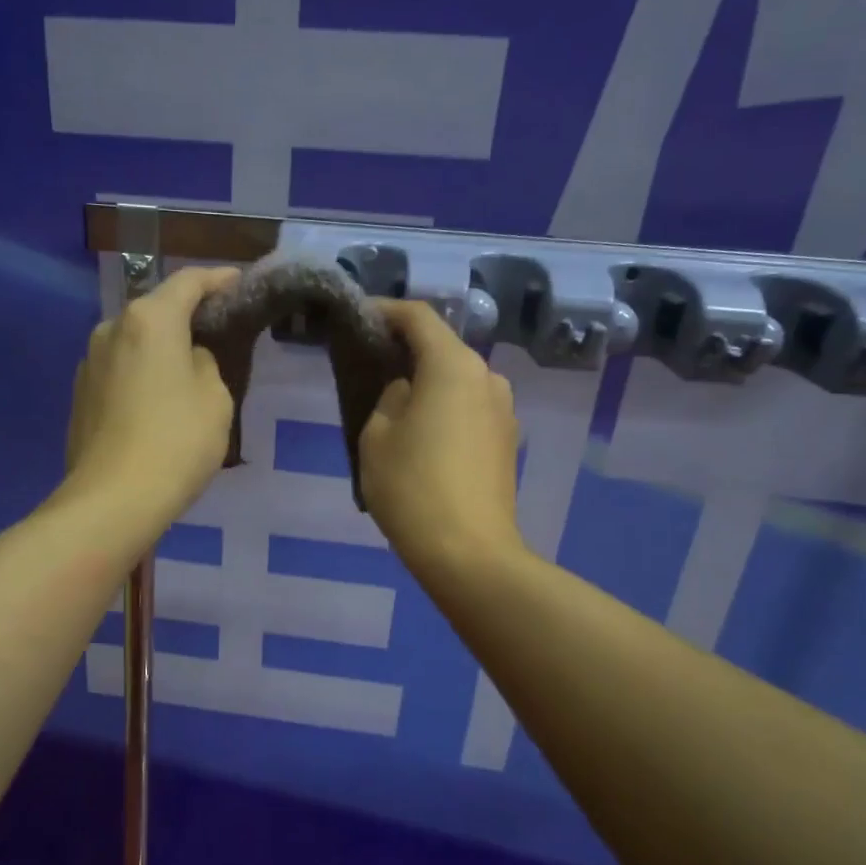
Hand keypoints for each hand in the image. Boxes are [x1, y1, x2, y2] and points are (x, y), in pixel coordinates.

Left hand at [65, 266, 240, 525]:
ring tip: (186, 373)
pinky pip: (120, 371)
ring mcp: (89, 362)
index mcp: (150, 319)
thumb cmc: (176, 442)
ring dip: (160, 349)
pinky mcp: (80, 394)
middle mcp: (112, 328)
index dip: (217, 279)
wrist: (113, 500)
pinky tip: (156, 403)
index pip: (188, 282)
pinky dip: (141, 374)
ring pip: (135, 342)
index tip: (237, 283)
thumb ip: (205, 363)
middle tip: (216, 333)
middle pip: (156, 311)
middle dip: (186, 317)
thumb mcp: (215, 398)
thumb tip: (187, 359)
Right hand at [359, 301, 526, 579]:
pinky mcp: (507, 442)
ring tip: (393, 408)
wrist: (469, 553)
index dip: (385, 311)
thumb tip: (407, 392)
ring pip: (457, 382)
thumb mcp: (376, 436)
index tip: (359, 318)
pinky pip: (468, 410)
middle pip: (442, 349)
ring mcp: (504, 411)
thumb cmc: (413, 488)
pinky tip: (421, 438)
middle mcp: (488, 378)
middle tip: (370, 365)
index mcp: (454, 366)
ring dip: (426, 384)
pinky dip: (443, 410)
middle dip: (406, 351)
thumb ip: (389, 398)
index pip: (418, 318)